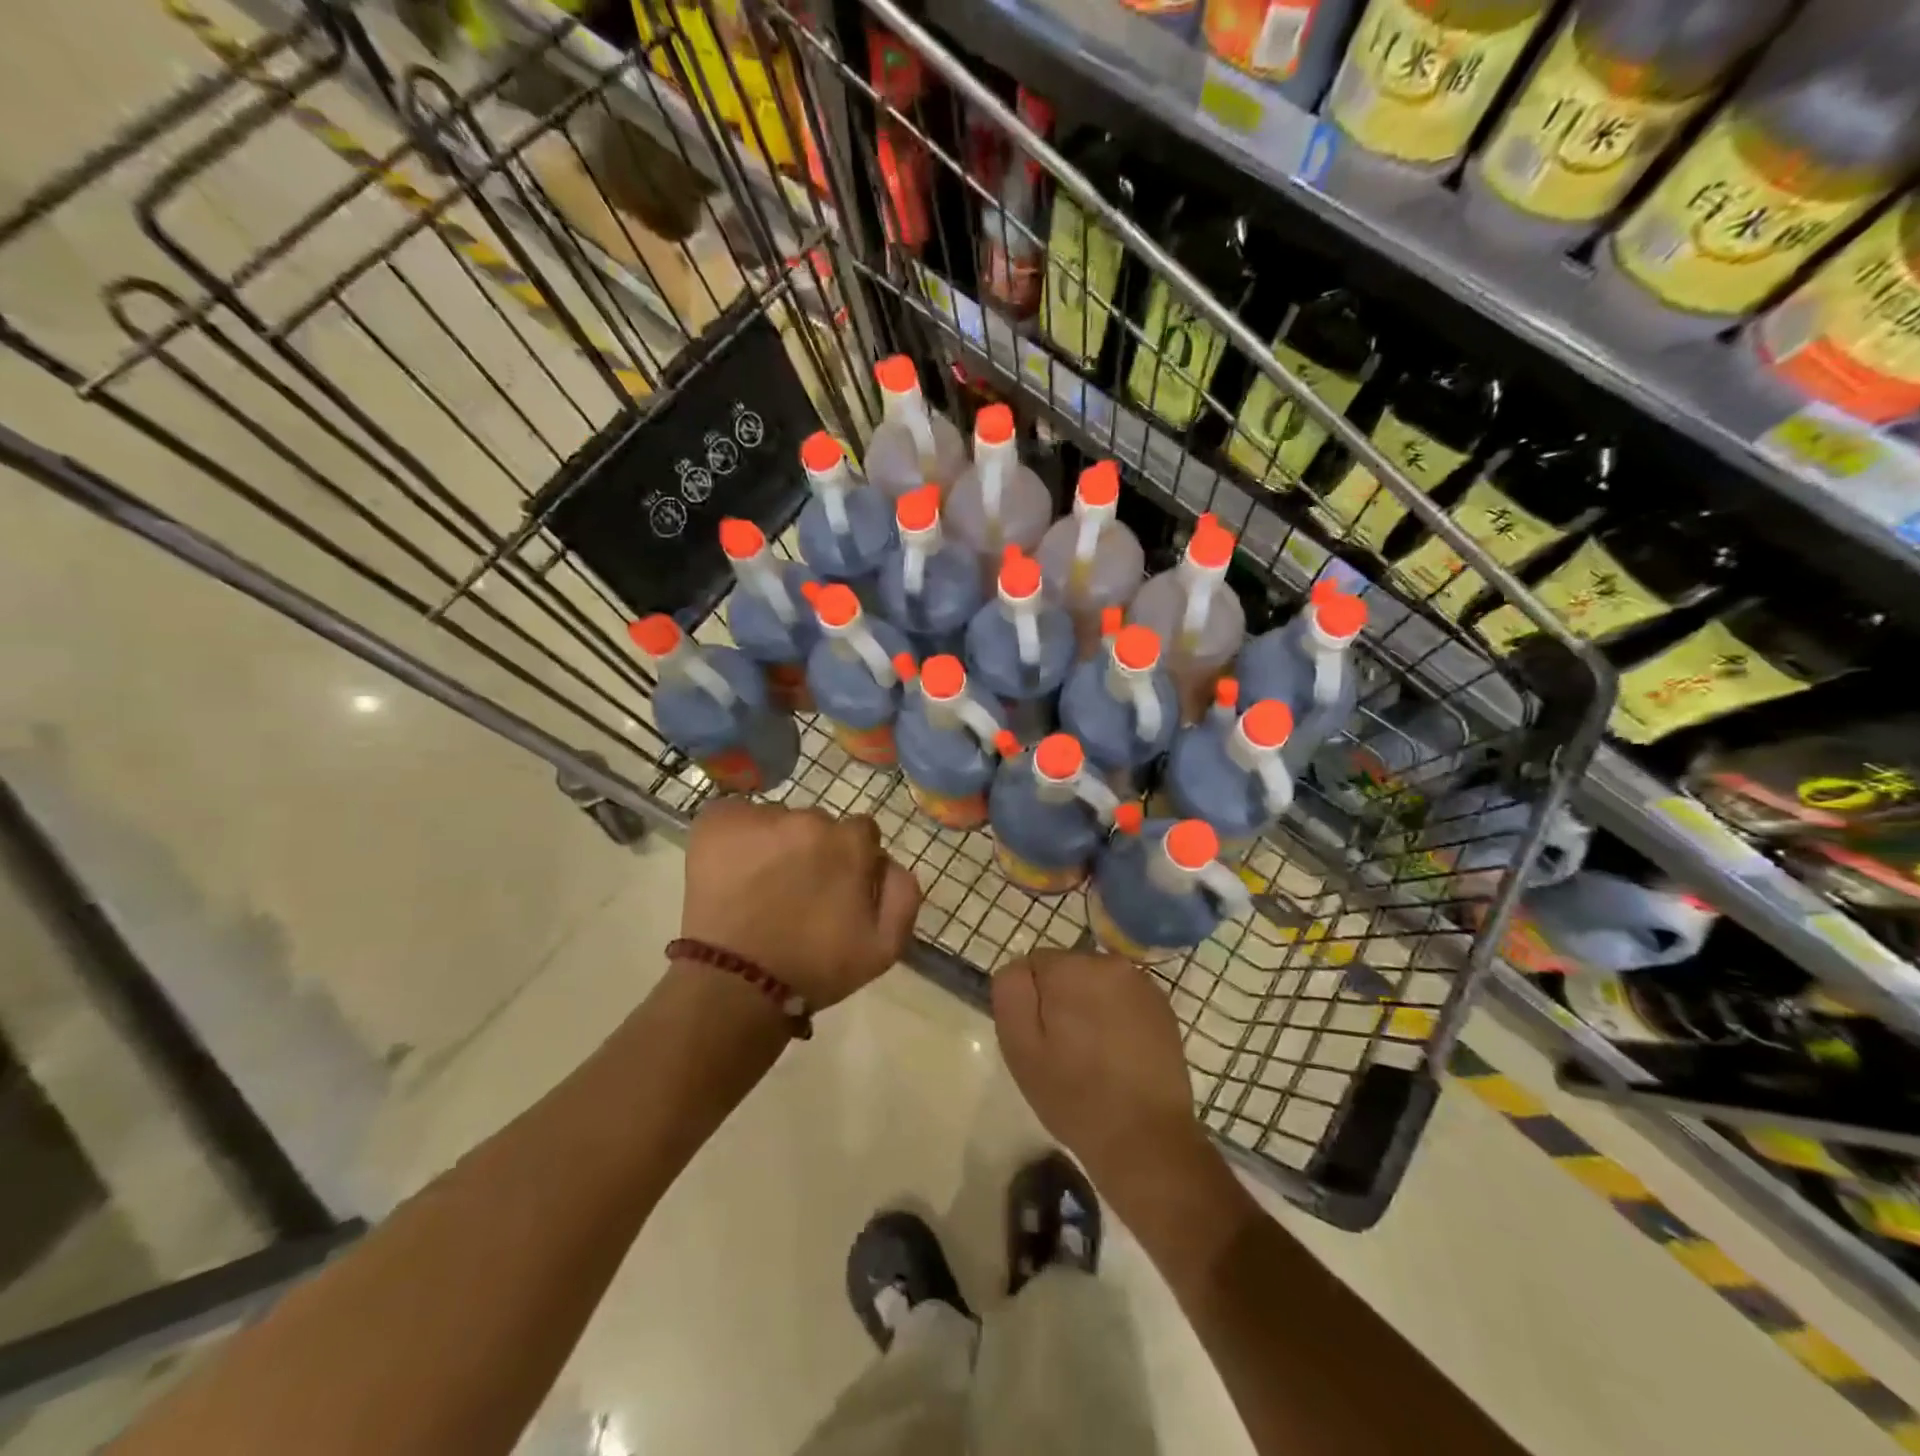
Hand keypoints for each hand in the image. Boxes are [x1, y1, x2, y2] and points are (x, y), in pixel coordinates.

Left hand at [679, 799, 919, 1008]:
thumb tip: (889, 862)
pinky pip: (735, 815)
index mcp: (850, 843)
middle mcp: (809, 820)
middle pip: (818, 825)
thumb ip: (904, 894)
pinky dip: (737, 837)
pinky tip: (732, 869)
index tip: (832, 887)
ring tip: (758, 885)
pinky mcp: (718, 821)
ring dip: (774, 844)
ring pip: (777, 821)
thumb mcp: (884, 948)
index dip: (848, 860)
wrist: (736, 986)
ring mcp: (760, 818)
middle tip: (794, 891)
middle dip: (812, 850)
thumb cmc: (814, 969)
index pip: (860, 832)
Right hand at [993, 950, 1213, 1197]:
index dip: (1032, 1002)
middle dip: (1061, 1000)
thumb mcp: (1020, 1047)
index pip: (1034, 964)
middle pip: (1067, 970)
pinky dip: (1116, 1017)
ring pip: (1095, 983)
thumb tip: (1020, 968)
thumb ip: (1012, 992)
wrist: (1146, 1139)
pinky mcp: (1163, 1008)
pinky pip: (1123, 999)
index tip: (1041, 1039)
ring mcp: (1143, 984)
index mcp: (1073, 968)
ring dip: (1089, 1006)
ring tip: (1093, 1056)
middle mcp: (1111, 963)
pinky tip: (1119, 1057)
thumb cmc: (1075, 1095)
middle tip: (1064, 1050)